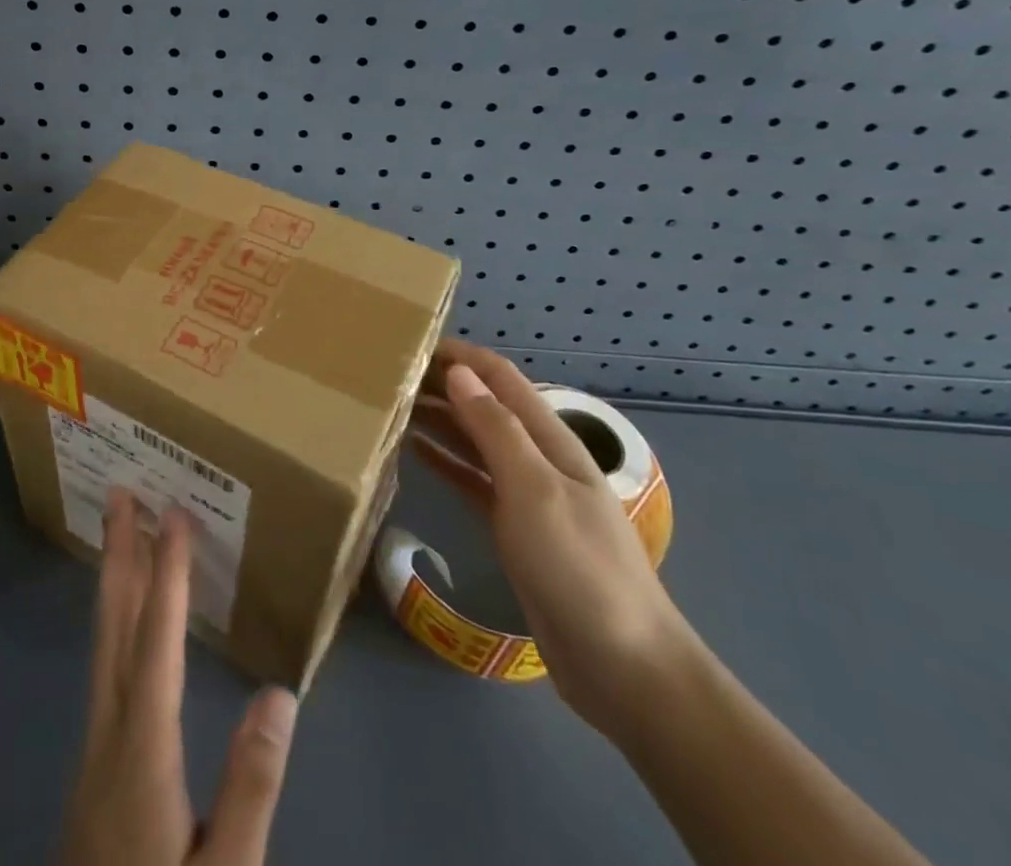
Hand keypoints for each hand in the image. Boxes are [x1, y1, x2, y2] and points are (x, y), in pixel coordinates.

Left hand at [61, 490, 298, 865]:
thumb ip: (252, 789)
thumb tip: (280, 695)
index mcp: (143, 749)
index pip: (156, 639)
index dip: (166, 572)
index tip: (173, 514)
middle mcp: (108, 732)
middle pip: (113, 625)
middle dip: (118, 553)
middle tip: (120, 493)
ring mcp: (94, 750)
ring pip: (103, 644)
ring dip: (114, 583)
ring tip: (122, 536)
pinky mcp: (94, 770)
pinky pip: (106, 668)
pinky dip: (116, 623)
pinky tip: (126, 627)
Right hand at [426, 340, 701, 737]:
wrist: (623, 667)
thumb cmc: (578, 567)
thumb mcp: (535, 490)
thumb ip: (496, 429)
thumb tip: (458, 373)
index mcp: (550, 439)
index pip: (500, 377)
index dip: (460, 355)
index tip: (410, 343)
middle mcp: (537, 457)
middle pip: (485, 405)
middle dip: (441, 384)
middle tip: (387, 376)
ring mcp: (526, 494)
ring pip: (474, 440)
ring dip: (438, 419)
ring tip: (390, 406)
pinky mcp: (514, 528)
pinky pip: (471, 479)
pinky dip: (443, 460)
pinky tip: (413, 452)